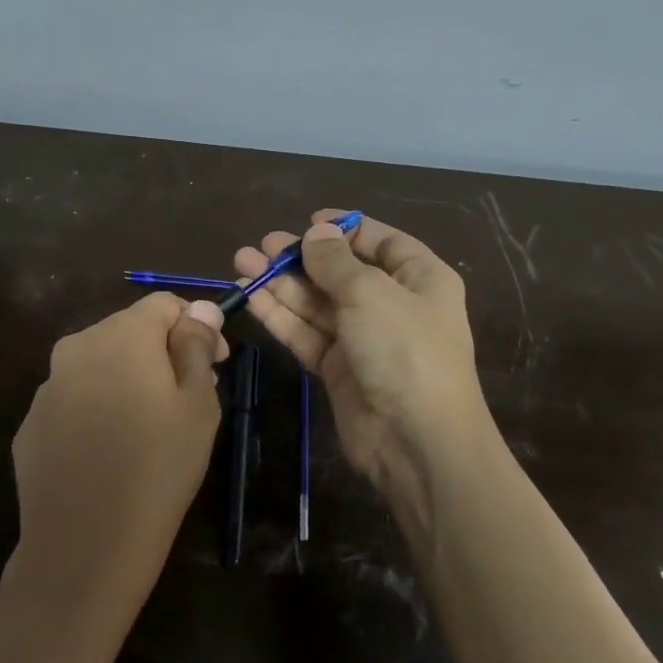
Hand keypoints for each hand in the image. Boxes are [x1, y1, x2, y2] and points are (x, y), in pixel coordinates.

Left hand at [9, 293, 227, 633]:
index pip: (165, 304)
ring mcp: (47, 387)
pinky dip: (96, 409)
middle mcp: (77, 347)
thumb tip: (199, 309)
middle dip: (162, 352)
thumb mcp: (198, 406)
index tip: (216, 364)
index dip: (197, 326)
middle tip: (187, 399)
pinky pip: (73, 400)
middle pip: (129, 330)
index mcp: (122, 335)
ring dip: (127, 379)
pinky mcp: (31, 423)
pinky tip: (109, 451)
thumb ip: (197, 347)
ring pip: (99, 365)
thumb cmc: (158, 469)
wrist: (85, 545)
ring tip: (147, 428)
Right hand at [235, 211, 492, 509]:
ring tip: (242, 263)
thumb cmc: (405, 350)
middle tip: (261, 247)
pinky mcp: (337, 369)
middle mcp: (392, 305)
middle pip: (341, 273)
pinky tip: (250, 297)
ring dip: (281, 284)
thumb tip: (316, 232)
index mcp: (420, 279)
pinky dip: (280, 316)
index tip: (307, 221)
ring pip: (317, 304)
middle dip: (301, 259)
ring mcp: (363, 339)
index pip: (382, 243)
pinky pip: (306, 334)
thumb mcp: (371, 294)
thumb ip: (336, 263)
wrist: (416, 441)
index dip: (345, 230)